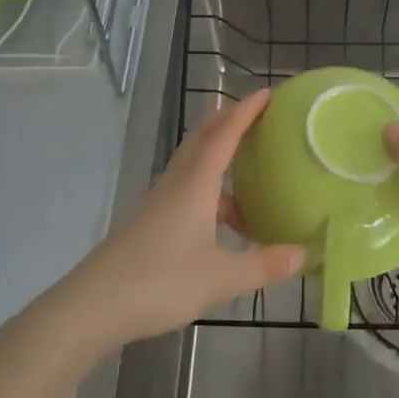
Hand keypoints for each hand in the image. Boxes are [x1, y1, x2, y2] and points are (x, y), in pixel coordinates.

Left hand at [65, 90, 306, 346]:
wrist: (93, 305)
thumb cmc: (160, 282)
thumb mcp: (220, 278)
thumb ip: (263, 265)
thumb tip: (305, 253)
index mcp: (196, 183)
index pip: (225, 134)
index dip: (246, 111)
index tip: (267, 92)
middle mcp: (178, 182)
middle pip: (204, 137)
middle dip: (230, 119)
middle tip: (259, 114)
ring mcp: (162, 200)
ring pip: (194, 162)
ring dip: (220, 152)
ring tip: (250, 163)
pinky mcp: (153, 219)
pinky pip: (188, 186)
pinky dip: (211, 186)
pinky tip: (226, 217)